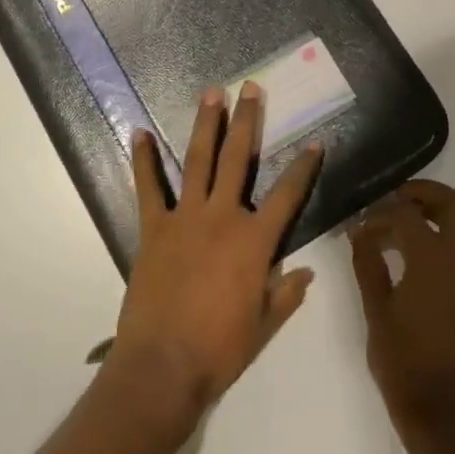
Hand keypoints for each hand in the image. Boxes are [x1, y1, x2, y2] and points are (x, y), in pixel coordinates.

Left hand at [107, 83, 321, 429]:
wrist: (164, 365)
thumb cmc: (220, 349)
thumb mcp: (263, 326)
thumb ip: (285, 294)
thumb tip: (306, 273)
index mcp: (255, 242)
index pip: (288, 196)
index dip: (304, 168)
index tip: (315, 142)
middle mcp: (223, 217)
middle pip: (239, 160)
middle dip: (247, 122)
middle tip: (250, 88)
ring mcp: (185, 217)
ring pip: (198, 161)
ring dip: (205, 125)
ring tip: (210, 94)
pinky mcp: (154, 227)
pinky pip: (148, 187)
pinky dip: (143, 160)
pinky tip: (139, 133)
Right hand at [349, 180, 454, 443]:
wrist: (445, 415)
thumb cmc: (403, 362)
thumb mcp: (376, 310)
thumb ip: (367, 263)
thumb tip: (359, 230)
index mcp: (434, 261)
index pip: (408, 214)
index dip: (381, 210)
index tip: (360, 219)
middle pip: (453, 205)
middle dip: (423, 194)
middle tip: (391, 200)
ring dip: (431, 216)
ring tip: (394, 229)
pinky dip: (438, 241)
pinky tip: (408, 259)